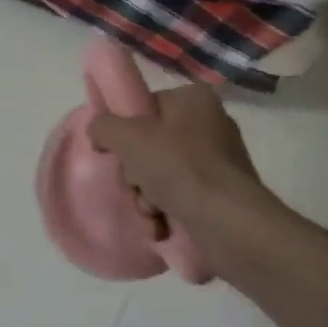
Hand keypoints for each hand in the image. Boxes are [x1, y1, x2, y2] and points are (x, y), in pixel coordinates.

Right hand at [87, 85, 281, 273]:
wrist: (227, 222)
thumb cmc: (178, 167)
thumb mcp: (128, 137)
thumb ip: (104, 126)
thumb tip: (100, 132)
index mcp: (194, 98)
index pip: (147, 107)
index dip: (126, 132)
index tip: (120, 155)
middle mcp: (211, 123)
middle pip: (151, 145)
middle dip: (136, 175)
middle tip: (137, 187)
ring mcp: (220, 160)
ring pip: (162, 175)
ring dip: (146, 199)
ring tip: (152, 214)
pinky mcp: (223, 194)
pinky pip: (182, 197)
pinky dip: (166, 214)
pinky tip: (162, 228)